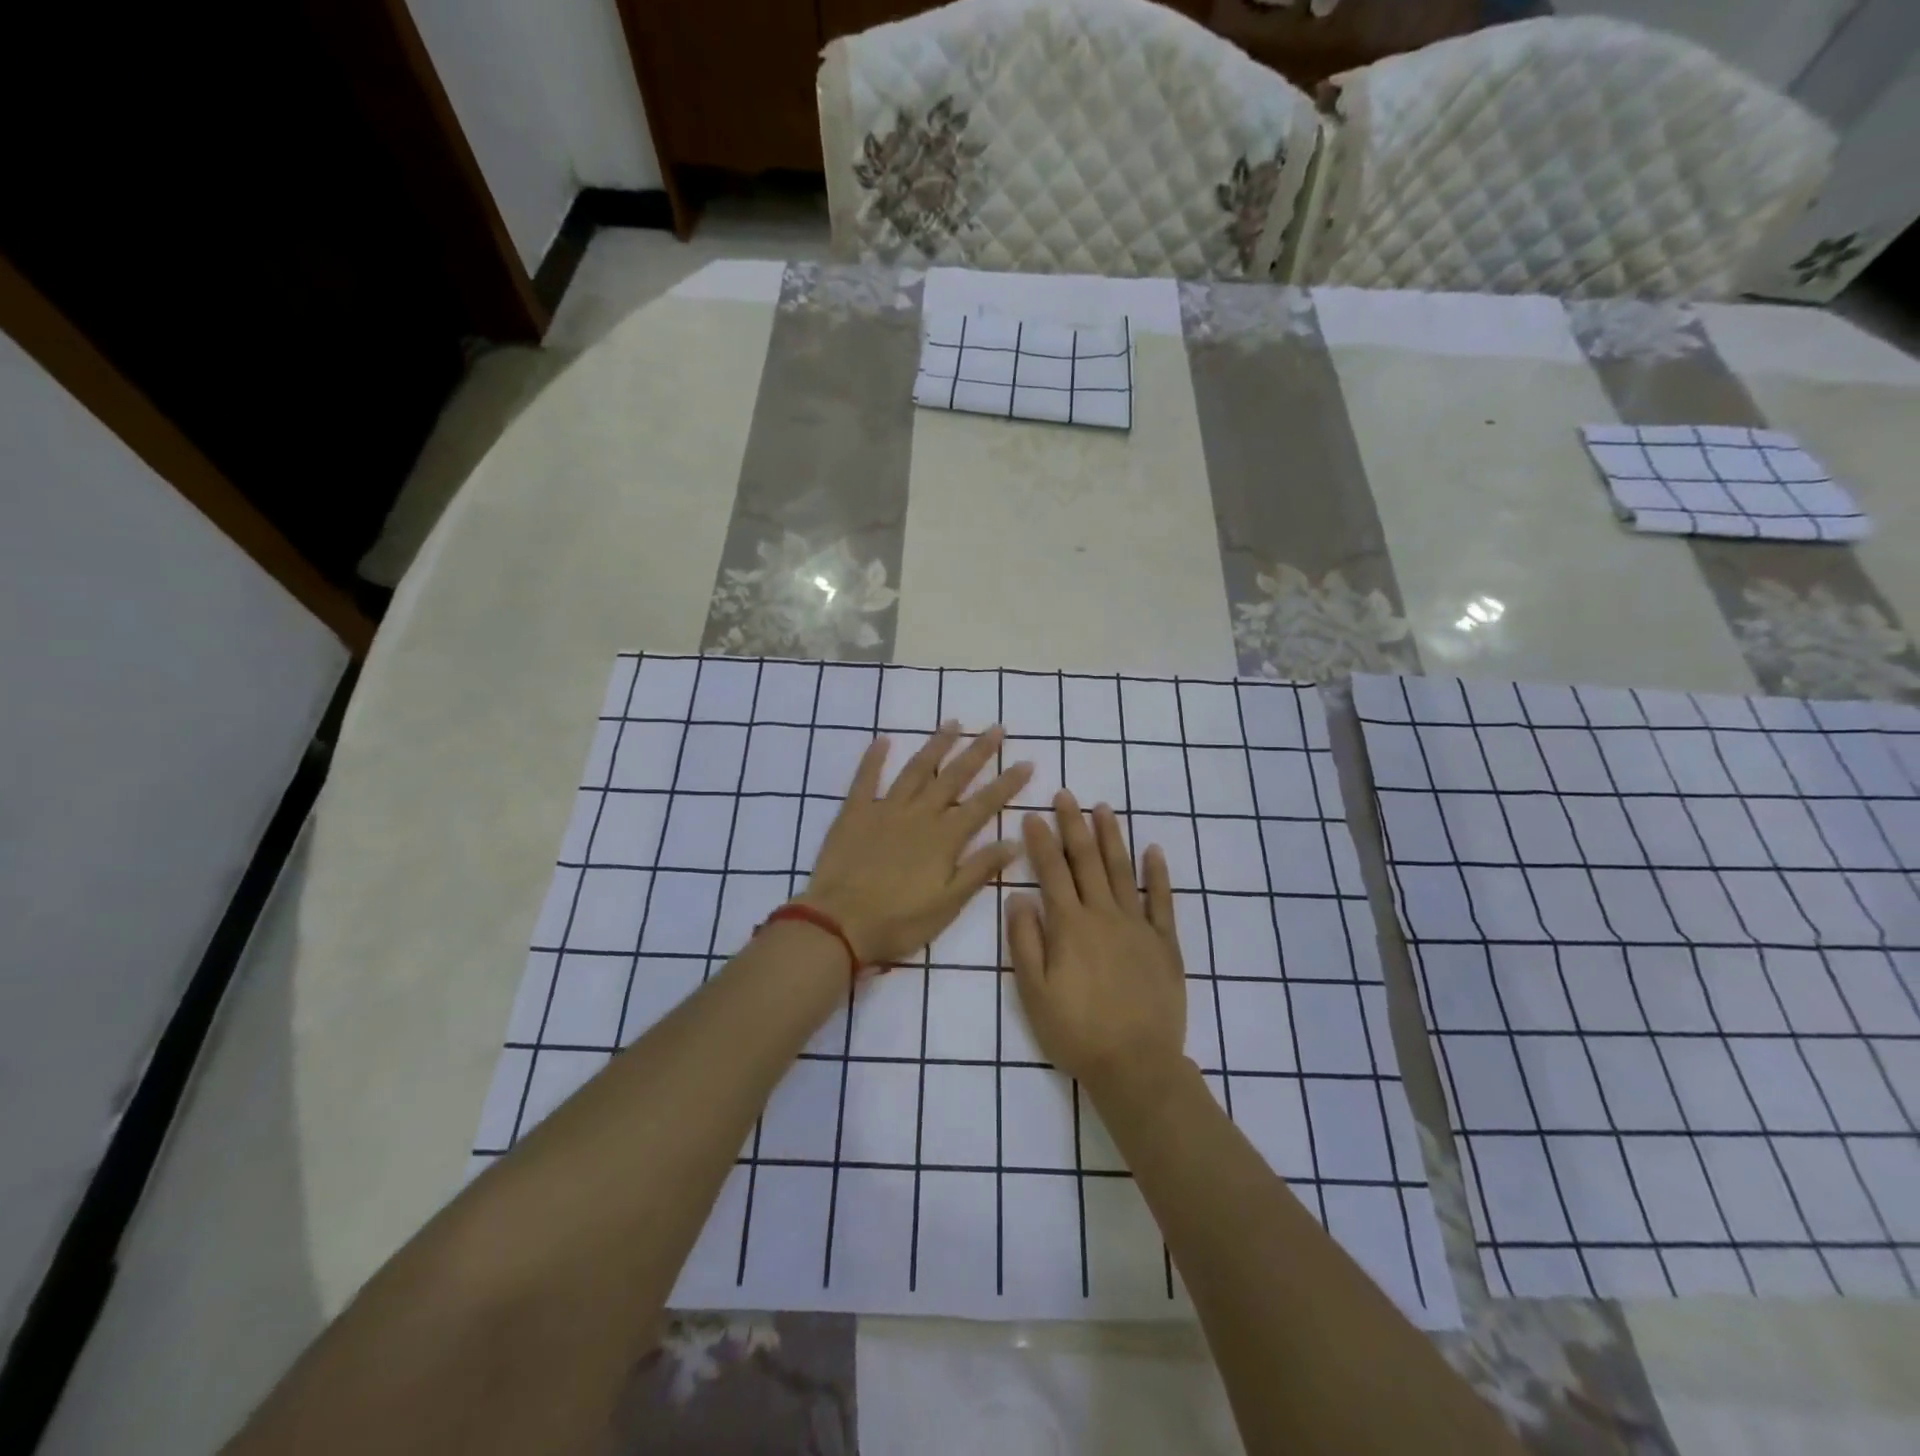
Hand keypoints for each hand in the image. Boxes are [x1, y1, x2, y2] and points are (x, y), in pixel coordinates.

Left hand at [801, 723, 1031, 969]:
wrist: (838, 924)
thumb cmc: (898, 921)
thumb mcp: (948, 904)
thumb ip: (979, 870)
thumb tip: (1015, 842)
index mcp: (944, 838)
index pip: (984, 804)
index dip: (1007, 783)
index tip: (1026, 762)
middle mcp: (919, 815)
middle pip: (954, 777)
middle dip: (978, 752)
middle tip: (996, 729)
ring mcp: (885, 809)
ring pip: (916, 770)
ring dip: (936, 746)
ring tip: (952, 723)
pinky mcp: (854, 813)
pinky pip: (865, 778)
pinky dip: (874, 758)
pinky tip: (884, 739)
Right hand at [1005, 793, 1186, 1096]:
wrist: (1136, 1064)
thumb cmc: (1076, 1031)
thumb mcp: (1034, 992)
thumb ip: (1025, 941)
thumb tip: (1018, 896)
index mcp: (1070, 925)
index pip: (1052, 871)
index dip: (1041, 841)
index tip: (1032, 815)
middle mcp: (1104, 915)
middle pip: (1087, 861)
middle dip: (1074, 825)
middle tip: (1066, 796)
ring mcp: (1138, 926)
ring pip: (1122, 871)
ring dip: (1111, 838)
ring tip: (1103, 809)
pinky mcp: (1165, 943)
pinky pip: (1162, 900)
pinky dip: (1158, 873)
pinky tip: (1154, 850)